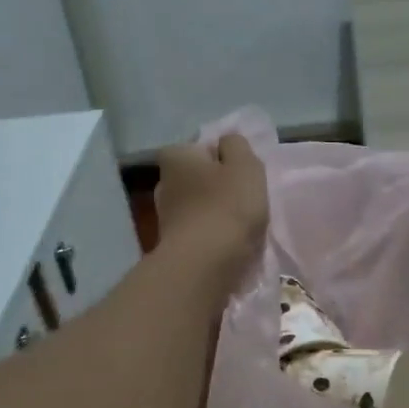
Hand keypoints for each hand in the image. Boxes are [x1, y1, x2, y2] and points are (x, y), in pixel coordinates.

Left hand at [156, 133, 267, 271]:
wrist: (206, 264)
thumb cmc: (228, 206)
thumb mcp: (245, 164)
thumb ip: (237, 145)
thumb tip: (227, 143)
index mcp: (176, 156)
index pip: (203, 147)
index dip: (225, 158)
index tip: (242, 175)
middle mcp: (163, 181)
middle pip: (199, 177)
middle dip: (218, 185)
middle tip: (245, 199)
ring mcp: (164, 215)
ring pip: (199, 205)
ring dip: (216, 212)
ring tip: (240, 226)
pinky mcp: (171, 244)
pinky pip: (198, 230)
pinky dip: (211, 234)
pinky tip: (228, 243)